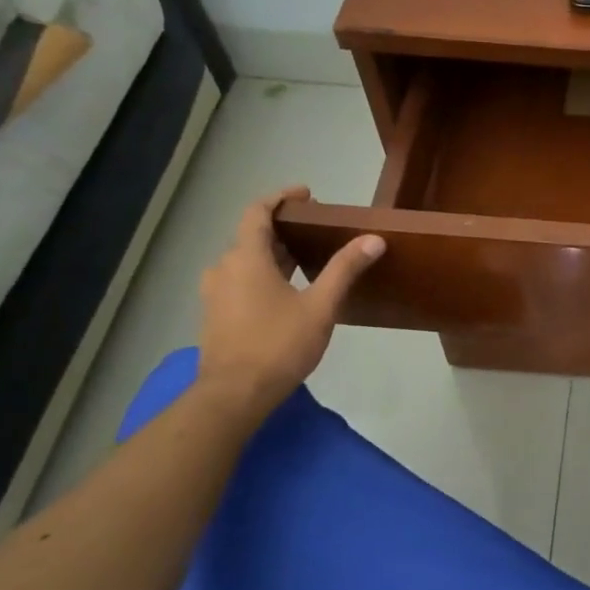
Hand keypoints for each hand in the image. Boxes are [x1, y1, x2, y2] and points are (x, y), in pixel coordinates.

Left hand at [196, 186, 383, 419]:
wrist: (234, 395)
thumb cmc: (278, 344)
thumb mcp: (321, 306)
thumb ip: (344, 269)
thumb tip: (374, 239)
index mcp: (246, 259)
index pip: (257, 212)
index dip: (280, 198)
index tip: (306, 194)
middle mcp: (224, 269)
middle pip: (252, 236)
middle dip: (283, 227)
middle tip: (316, 229)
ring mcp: (215, 293)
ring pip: (245, 260)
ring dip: (273, 253)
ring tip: (306, 258)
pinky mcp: (216, 315)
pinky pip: (239, 280)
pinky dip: (263, 273)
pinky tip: (287, 290)